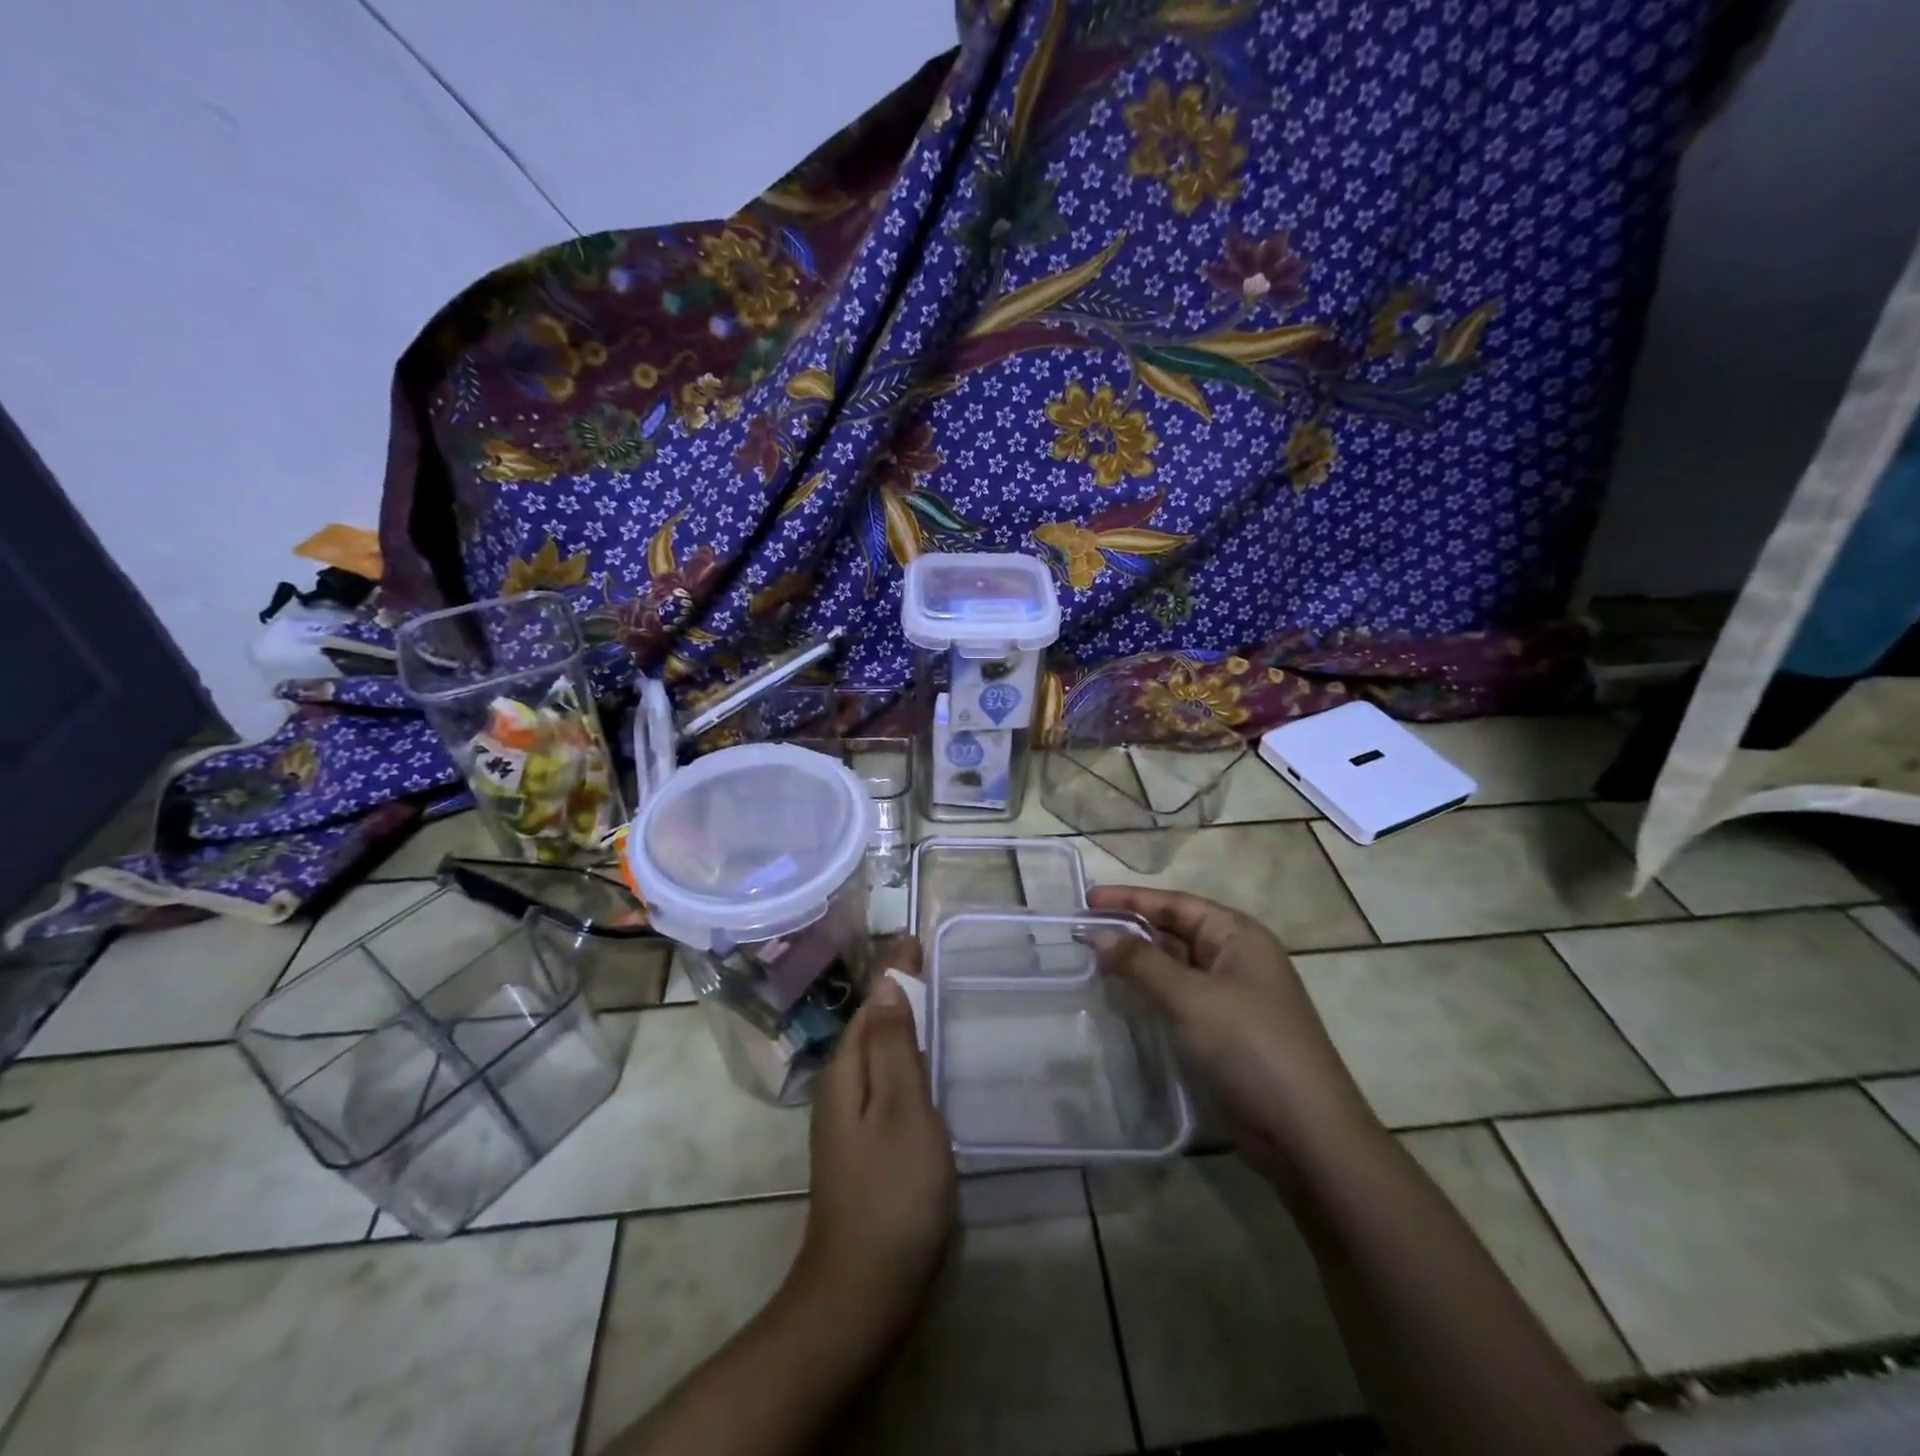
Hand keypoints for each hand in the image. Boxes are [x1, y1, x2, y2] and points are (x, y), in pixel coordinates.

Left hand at [792, 937, 956, 1337]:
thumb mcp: (901, 1109)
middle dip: (897, 990)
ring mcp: (850, 1120)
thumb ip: (896, 1045)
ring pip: (878, 1053)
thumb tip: (886, 982)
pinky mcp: (866, 1146)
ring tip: (934, 998)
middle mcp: (841, 1087)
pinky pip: (885, 1082)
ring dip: (902, 1022)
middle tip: (931, 958)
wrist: (862, 1293)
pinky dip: (906, 1058)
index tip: (917, 937)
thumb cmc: (891, 1193)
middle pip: (872, 1024)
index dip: (896, 970)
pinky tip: (927, 1065)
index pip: (874, 1001)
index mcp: (847, 1070)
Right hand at [1086, 886, 1378, 1182]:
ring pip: (1175, 967)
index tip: (1087, 898)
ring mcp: (1231, 997)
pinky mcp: (1224, 1032)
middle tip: (1082, 930)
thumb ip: (1142, 963)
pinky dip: (1150, 992)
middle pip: (1175, 932)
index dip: (1130, 899)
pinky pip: (1179, 998)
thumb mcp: (1191, 997)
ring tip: (1092, 959)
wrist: (1305, 1133)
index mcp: (1238, 936)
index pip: (1176, 904)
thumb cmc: (1250, 1046)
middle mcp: (1236, 959)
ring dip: (1138, 962)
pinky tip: (1121, 996)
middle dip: (1131, 929)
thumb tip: (1099, 934)